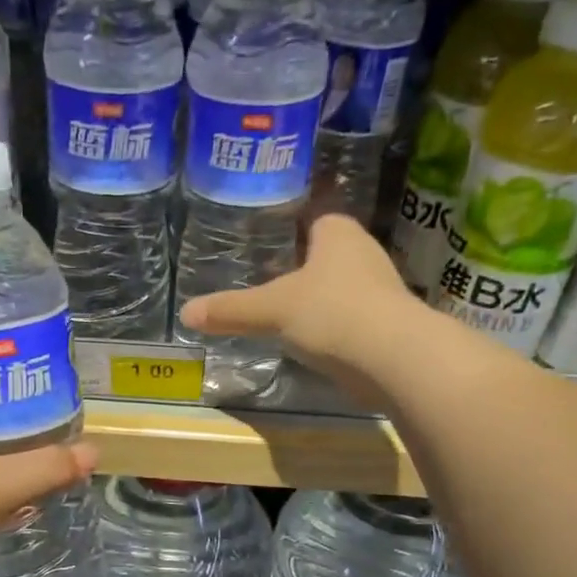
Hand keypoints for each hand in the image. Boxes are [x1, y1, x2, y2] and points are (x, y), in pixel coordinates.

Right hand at [179, 214, 419, 395]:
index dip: (295, 230)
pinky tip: (317, 345)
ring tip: (290, 318)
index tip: (271, 248)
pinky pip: (354, 320)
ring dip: (323, 301)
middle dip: (307, 269)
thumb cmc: (330, 312)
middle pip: (330, 255)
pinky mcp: (389, 325)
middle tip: (272, 284)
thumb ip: (231, 311)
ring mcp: (382, 291)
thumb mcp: (271, 310)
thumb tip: (186, 313)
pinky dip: (337, 329)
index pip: (317, 219)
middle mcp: (365, 253)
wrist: (391, 357)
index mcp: (339, 234)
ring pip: (344, 289)